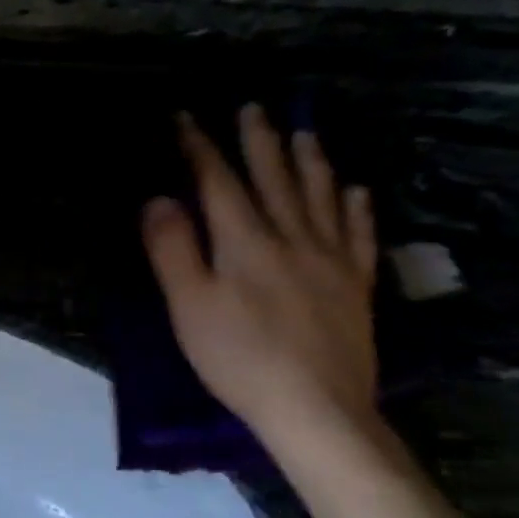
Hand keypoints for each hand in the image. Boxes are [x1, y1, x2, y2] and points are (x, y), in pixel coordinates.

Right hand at [142, 104, 379, 449]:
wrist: (315, 409)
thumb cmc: (238, 358)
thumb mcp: (188, 306)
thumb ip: (173, 249)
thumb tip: (159, 199)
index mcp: (245, 243)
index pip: (219, 183)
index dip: (201, 148)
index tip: (186, 118)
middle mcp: (292, 239)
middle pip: (274, 180)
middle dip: (259, 142)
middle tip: (253, 108)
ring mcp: (331, 261)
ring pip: (320, 197)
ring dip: (309, 161)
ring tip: (304, 133)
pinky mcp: (355, 287)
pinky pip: (359, 235)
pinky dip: (356, 207)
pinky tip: (356, 190)